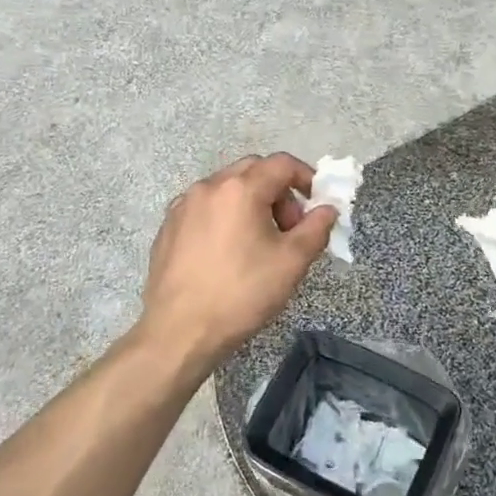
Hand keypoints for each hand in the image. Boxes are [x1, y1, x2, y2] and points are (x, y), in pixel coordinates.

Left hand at [139, 154, 338, 370]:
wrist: (179, 332)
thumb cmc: (241, 293)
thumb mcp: (291, 262)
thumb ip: (316, 228)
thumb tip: (327, 209)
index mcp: (240, 189)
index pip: (282, 163)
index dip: (306, 177)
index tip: (316, 203)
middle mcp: (208, 186)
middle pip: (253, 170)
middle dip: (278, 191)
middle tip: (289, 228)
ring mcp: (183, 206)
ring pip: (227, 188)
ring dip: (251, 203)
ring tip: (259, 242)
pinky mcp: (168, 227)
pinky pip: (205, 208)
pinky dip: (225, 216)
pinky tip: (228, 253)